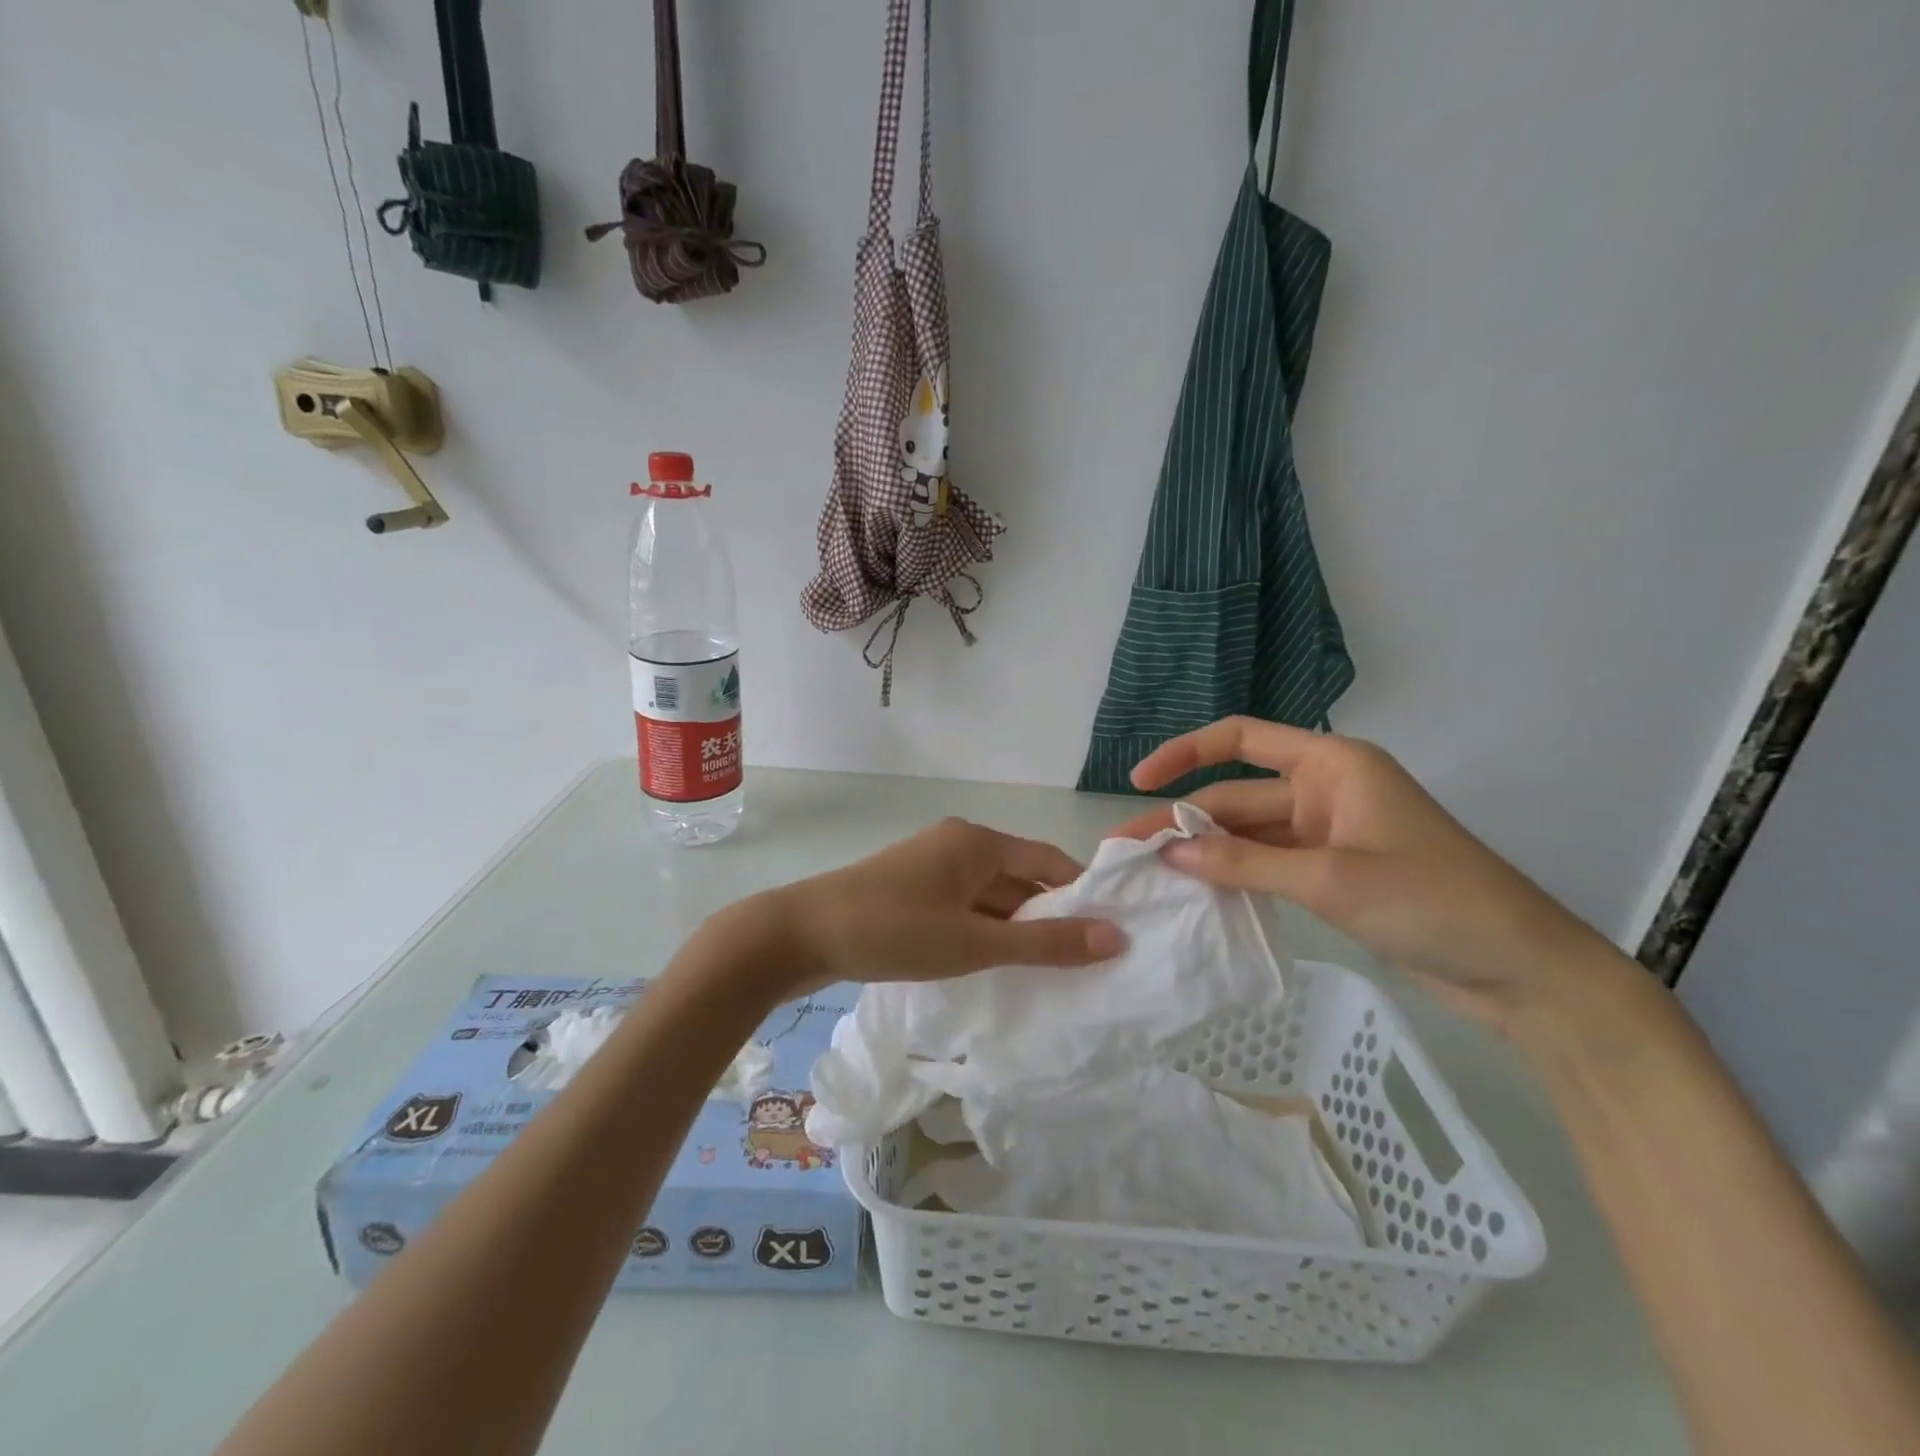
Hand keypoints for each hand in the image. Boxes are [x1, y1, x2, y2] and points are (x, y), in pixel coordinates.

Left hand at [758, 818, 1125, 993]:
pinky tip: (994, 965)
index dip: (1081, 895)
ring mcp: (932, 865)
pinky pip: (964, 905)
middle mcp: (959, 843)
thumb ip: (1046, 944)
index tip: (1109, 934)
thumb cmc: (894, 931)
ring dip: (1015, 928)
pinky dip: (984, 931)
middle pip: (1020, 878)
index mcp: (978, 842)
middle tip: (1084, 964)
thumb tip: (1116, 937)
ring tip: (1048, 972)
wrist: (801, 934)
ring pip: (991, 896)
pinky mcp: (912, 889)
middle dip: (1049, 918)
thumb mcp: (975, 943)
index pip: (1049, 861)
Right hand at [1117, 717, 1626, 1032]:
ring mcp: (1330, 833)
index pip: (1241, 739)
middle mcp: (1326, 789)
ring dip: (1207, 850)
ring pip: (1250, 833)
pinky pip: (1270, 863)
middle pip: (1237, 794)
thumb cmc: (1433, 902)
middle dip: (1184, 818)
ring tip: (1153, 873)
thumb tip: (1171, 852)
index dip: (1185, 753)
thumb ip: (1244, 863)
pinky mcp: (1334, 872)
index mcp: (1332, 764)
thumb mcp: (1330, 879)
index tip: (1139, 781)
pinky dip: (1236, 875)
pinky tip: (1199, 892)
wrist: (1522, 971)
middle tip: (1128, 849)